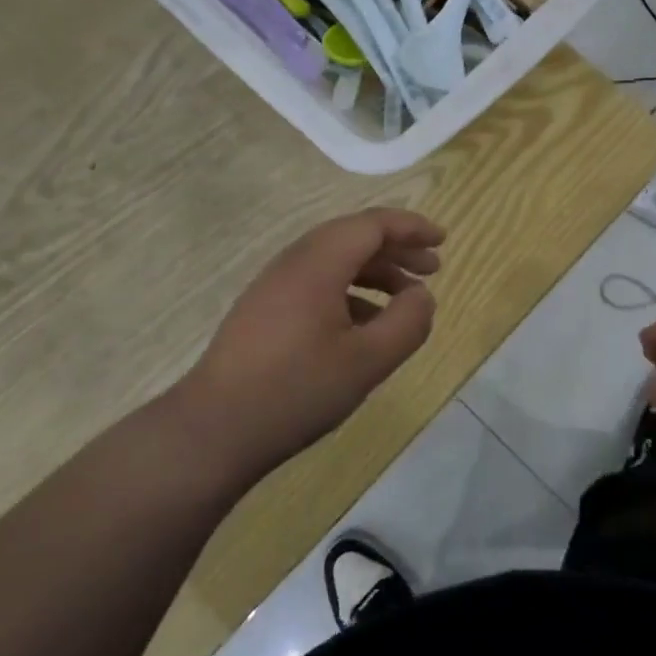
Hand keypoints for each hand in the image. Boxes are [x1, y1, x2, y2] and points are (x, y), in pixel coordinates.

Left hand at [177, 208, 443, 483]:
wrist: (213, 430)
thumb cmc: (296, 390)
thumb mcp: (367, 361)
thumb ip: (406, 323)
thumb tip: (423, 296)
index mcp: (318, 264)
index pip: (372, 225)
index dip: (411, 227)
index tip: (442, 241)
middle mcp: (294, 263)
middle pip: (353, 237)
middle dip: (396, 248)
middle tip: (432, 269)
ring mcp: (274, 287)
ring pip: (334, 261)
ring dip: (375, 272)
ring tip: (406, 299)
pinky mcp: (264, 311)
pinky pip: (317, 284)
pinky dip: (351, 292)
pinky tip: (367, 326)